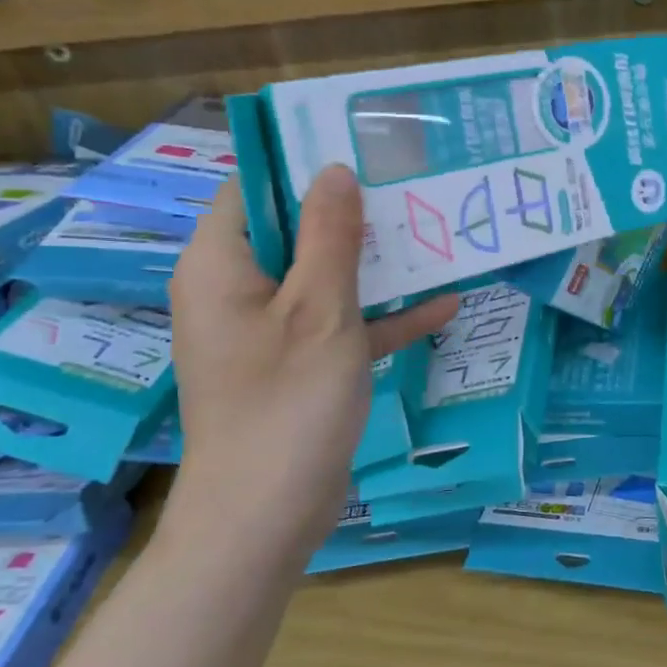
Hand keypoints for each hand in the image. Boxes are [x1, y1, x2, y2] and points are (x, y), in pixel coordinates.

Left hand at [163, 167, 457, 561]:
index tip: (362, 148)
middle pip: (295, 232)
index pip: (255, 188)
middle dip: (353, 213)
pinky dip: (380, 317)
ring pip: (323, 278)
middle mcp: (237, 290)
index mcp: (222, 264)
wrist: (265, 519)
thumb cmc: (287, 402)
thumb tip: (334, 170)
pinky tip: (444, 306)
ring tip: (435, 235)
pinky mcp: (296, 366)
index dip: (304, 163)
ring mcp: (268, 331)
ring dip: (376, 265)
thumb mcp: (319, 308)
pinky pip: (338, 326)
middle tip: (411, 185)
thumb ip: (329, 235)